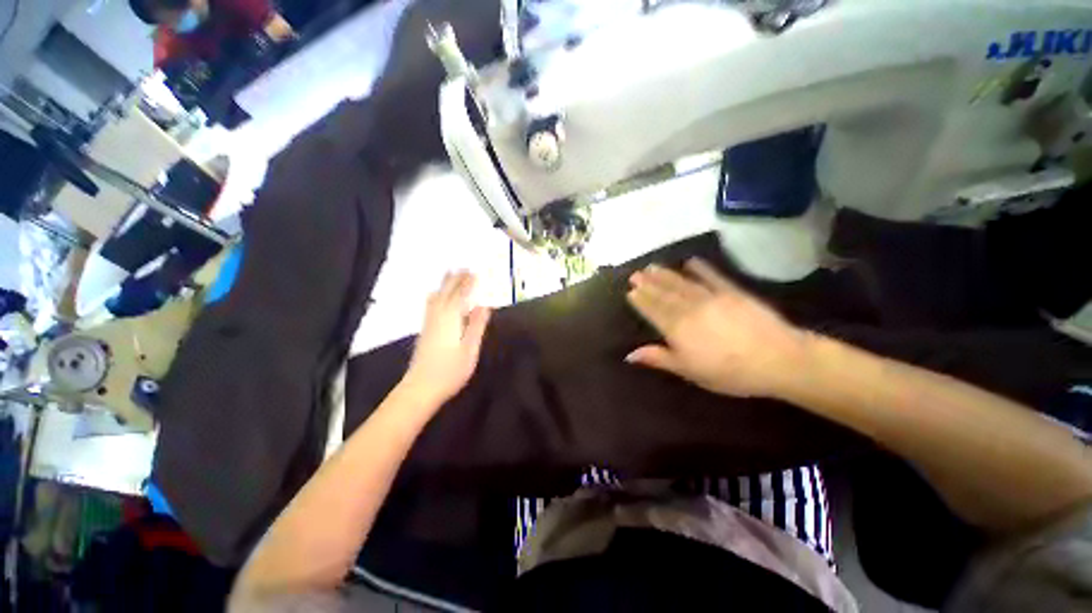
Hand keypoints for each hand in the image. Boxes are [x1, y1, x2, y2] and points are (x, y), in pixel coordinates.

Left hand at [400, 271, 491, 407]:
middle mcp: (437, 316)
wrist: (420, 388)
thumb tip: (485, 305)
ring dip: (444, 284)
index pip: (460, 295)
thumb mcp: (470, 349)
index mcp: (451, 318)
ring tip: (449, 275)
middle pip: (446, 292)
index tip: (474, 272)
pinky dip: (436, 295)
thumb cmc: (450, 371)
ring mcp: (429, 323)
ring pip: (436, 297)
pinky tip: (435, 297)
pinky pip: (430, 305)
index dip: (467, 283)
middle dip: (455, 279)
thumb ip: (477, 325)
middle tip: (462, 267)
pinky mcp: (424, 331)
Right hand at [625, 258, 813, 398]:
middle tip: (635, 274)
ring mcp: (711, 297)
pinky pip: (712, 277)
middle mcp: (689, 308)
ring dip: (665, 274)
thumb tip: (629, 354)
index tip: (630, 290)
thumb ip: (659, 358)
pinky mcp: (733, 292)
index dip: (641, 300)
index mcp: (677, 328)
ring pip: (682, 283)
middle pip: (664, 293)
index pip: (653, 310)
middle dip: (648, 283)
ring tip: (652, 266)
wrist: (778, 359)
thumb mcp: (689, 371)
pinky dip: (701, 268)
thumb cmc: (729, 372)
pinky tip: (691, 261)